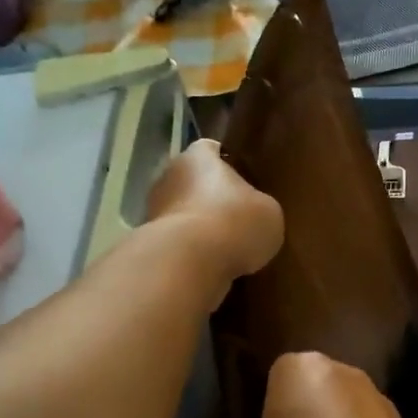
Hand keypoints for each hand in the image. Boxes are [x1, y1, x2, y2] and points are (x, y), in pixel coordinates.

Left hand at [147, 138, 284, 292]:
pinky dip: (190, 252)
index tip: (245, 183)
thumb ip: (259, 206)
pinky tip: (210, 266)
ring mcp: (153, 209)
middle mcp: (169, 175)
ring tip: (226, 249)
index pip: (213, 151)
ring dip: (200, 228)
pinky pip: (176, 243)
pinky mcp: (149, 242)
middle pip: (194, 183)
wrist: (190, 263)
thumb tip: (254, 215)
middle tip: (238, 219)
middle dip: (212, 199)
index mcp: (198, 156)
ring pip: (183, 213)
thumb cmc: (234, 223)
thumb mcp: (269, 212)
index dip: (229, 165)